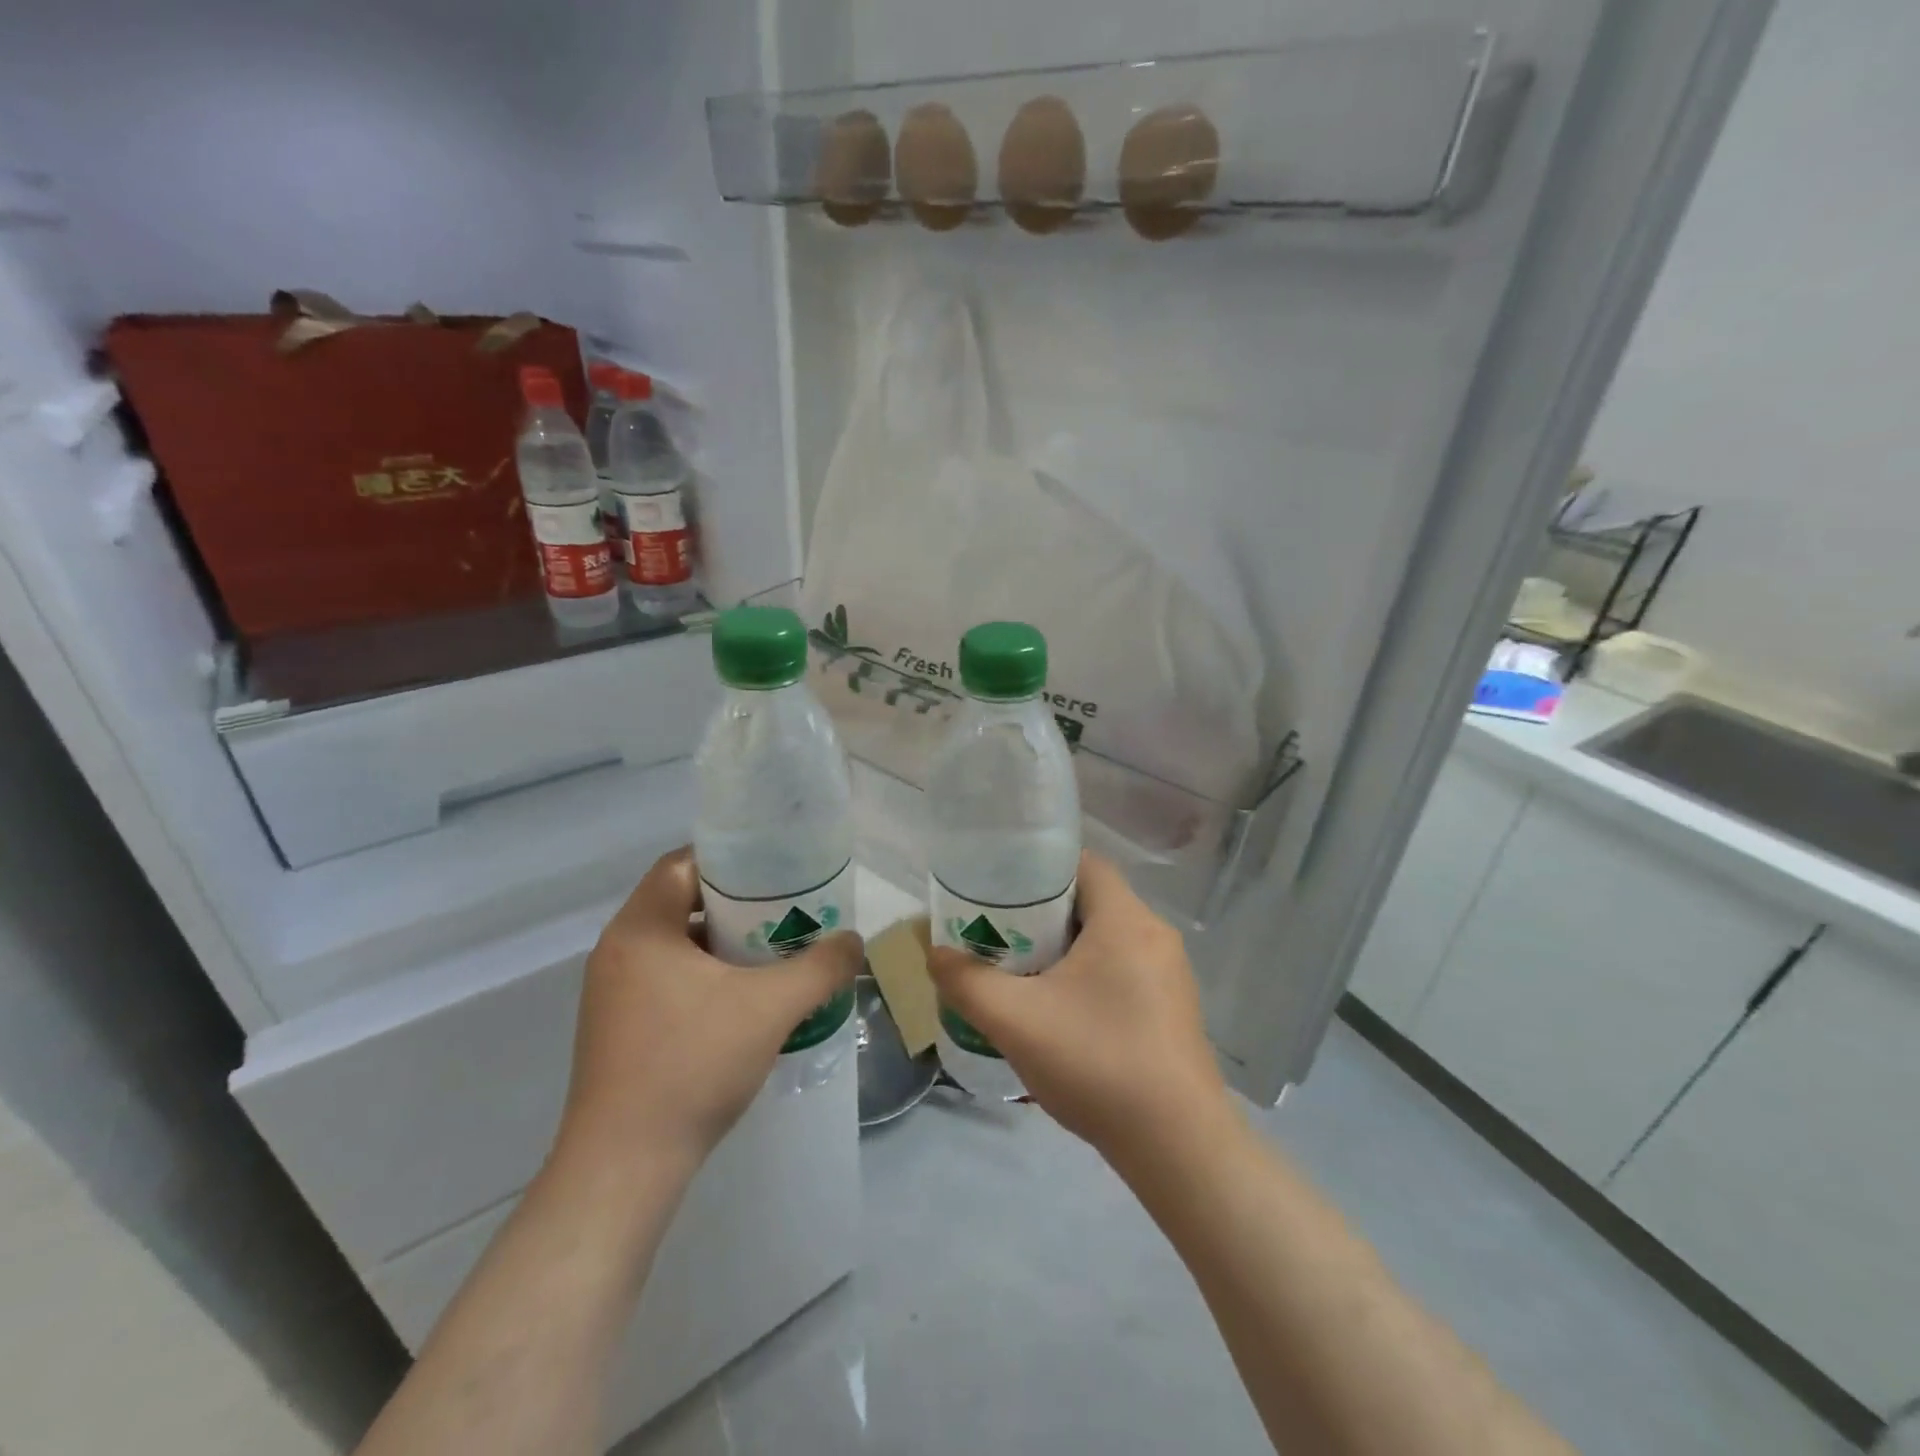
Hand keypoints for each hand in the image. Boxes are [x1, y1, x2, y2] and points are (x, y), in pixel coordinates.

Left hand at [557, 847, 863, 1173]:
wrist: (625, 1167)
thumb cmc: (693, 1065)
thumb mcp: (771, 1008)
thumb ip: (820, 967)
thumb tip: (854, 942)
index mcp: (641, 929)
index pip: (682, 863)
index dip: (729, 858)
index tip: (774, 868)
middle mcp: (617, 951)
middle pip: (681, 902)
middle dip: (735, 904)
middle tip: (784, 911)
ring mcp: (611, 993)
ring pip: (674, 945)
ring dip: (721, 944)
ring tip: (771, 954)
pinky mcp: (615, 1029)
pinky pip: (664, 980)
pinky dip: (703, 977)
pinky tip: (742, 1002)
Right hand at [927, 852, 1233, 1166]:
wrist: (1178, 1147)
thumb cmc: (1097, 1062)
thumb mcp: (1015, 1020)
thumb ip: (967, 982)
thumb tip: (935, 955)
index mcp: (1125, 919)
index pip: (1083, 863)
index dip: (1038, 867)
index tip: (1001, 890)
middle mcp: (1155, 935)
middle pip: (1091, 902)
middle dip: (1042, 914)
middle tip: (1001, 936)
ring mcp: (1171, 975)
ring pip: (1107, 940)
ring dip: (1065, 950)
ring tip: (1022, 975)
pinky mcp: (1174, 1010)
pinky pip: (1124, 972)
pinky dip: (1089, 978)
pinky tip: (1061, 1015)